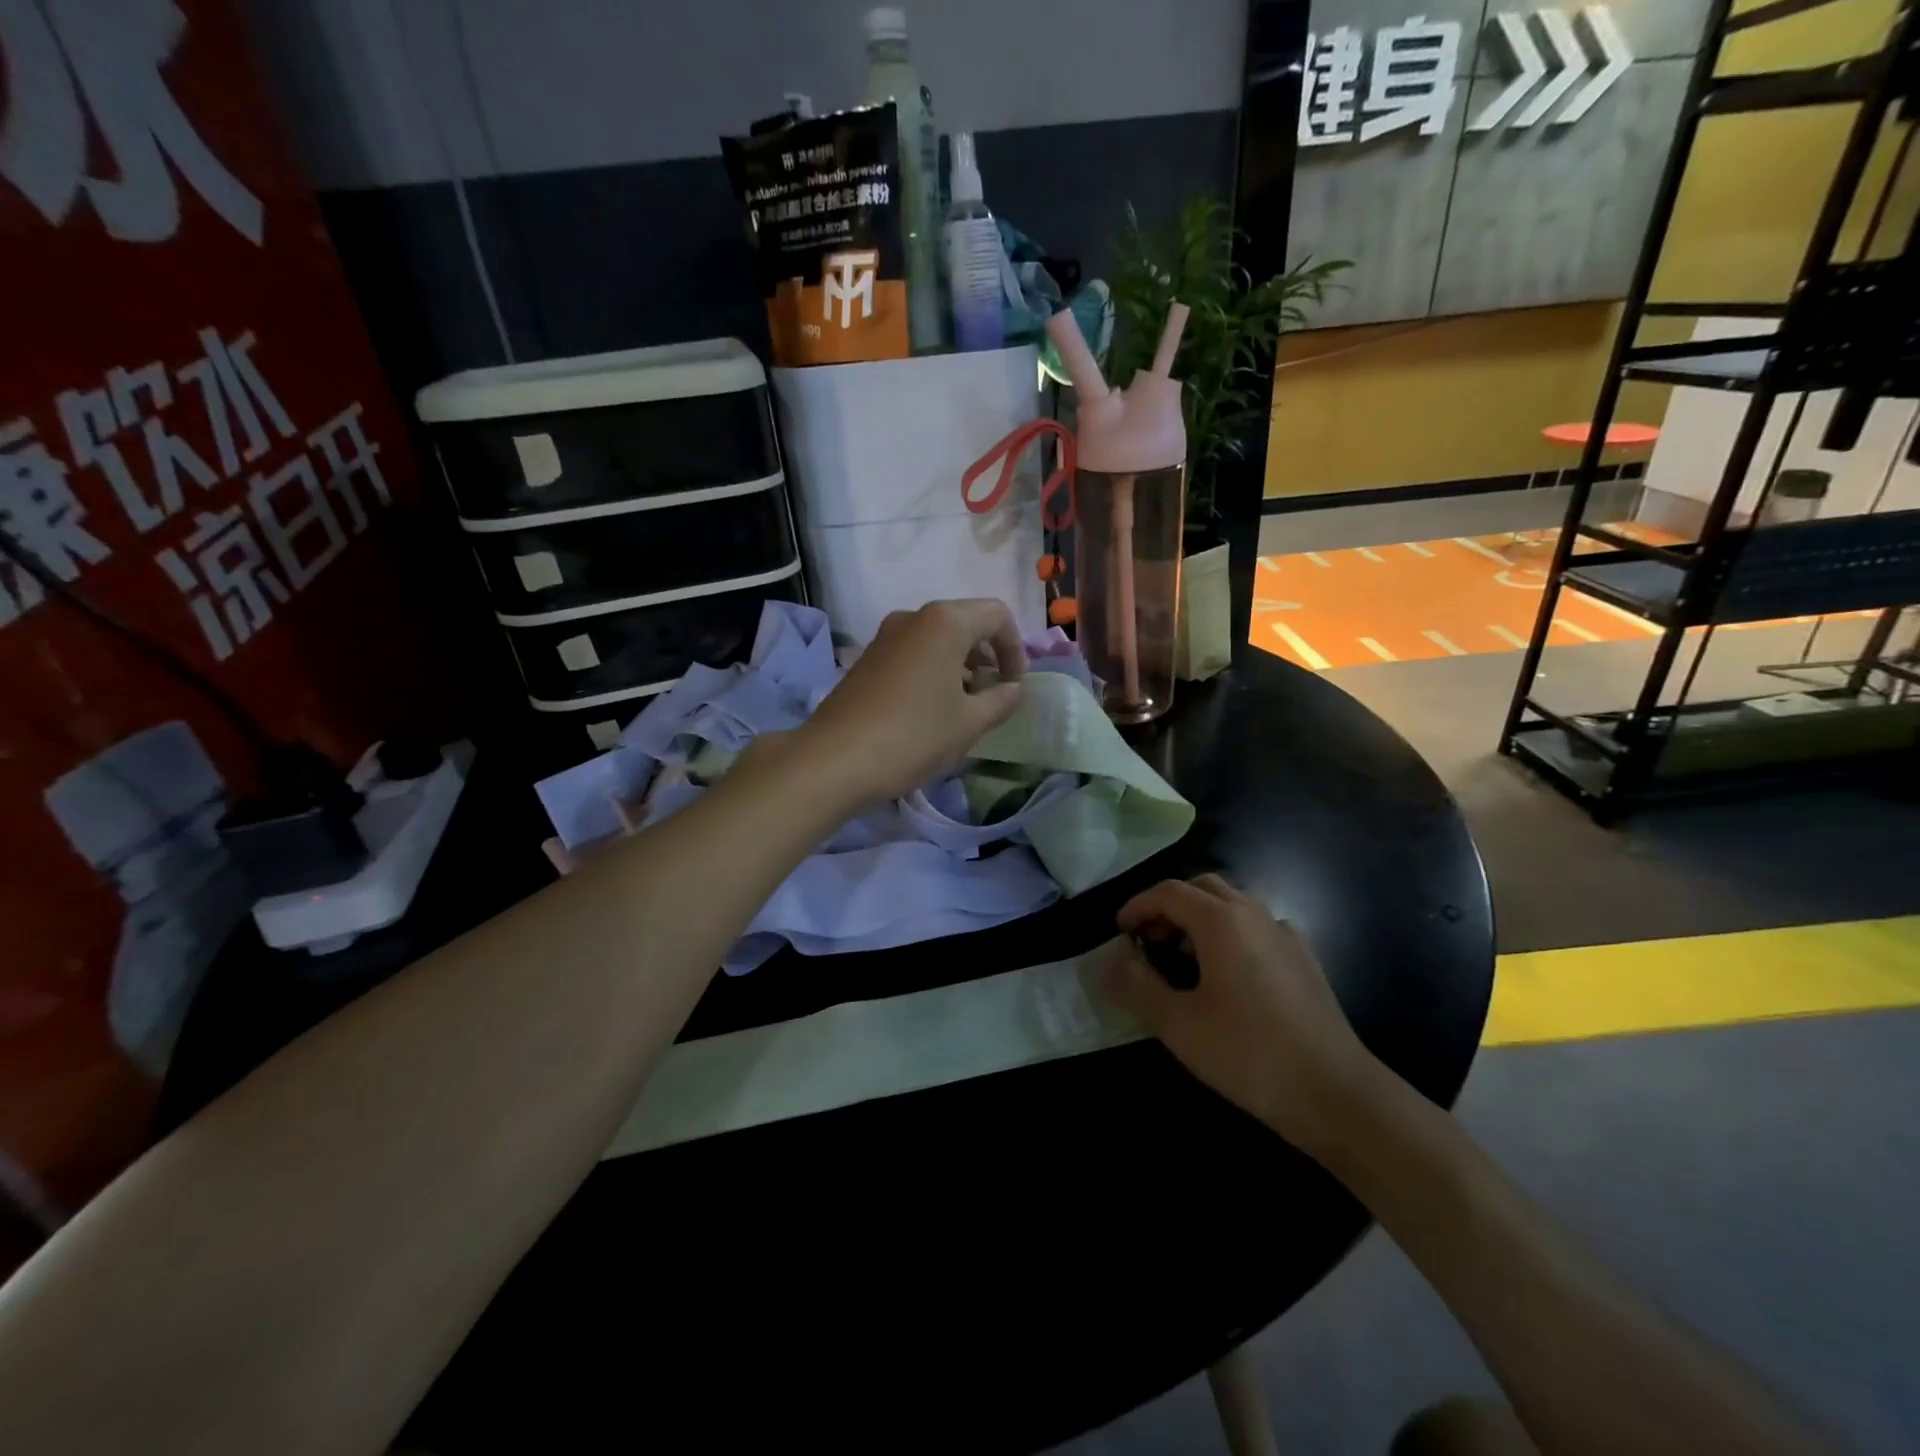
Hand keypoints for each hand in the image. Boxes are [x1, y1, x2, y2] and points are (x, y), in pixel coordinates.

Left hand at [796, 599, 1027, 807]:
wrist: (835, 760)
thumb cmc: (914, 736)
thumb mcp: (970, 722)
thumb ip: (1002, 699)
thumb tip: (1015, 688)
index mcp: (945, 622)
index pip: (997, 615)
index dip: (1016, 648)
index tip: (1014, 685)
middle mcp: (914, 617)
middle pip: (966, 622)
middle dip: (988, 655)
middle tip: (994, 694)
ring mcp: (885, 636)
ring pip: (937, 639)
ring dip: (960, 664)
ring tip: (965, 706)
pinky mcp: (867, 658)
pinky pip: (913, 653)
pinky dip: (933, 671)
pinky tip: (931, 709)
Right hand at [1100, 875, 1381, 1156]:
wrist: (1334, 1093)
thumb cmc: (1248, 1053)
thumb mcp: (1178, 1024)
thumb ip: (1137, 986)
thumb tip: (1111, 962)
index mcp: (1222, 921)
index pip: (1169, 892)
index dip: (1138, 906)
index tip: (1120, 933)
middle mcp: (1254, 914)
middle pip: (1203, 888)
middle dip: (1170, 906)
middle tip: (1149, 941)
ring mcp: (1285, 934)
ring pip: (1234, 904)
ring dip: (1201, 918)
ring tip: (1183, 958)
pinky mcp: (1304, 958)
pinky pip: (1258, 927)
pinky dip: (1232, 933)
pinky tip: (1229, 973)